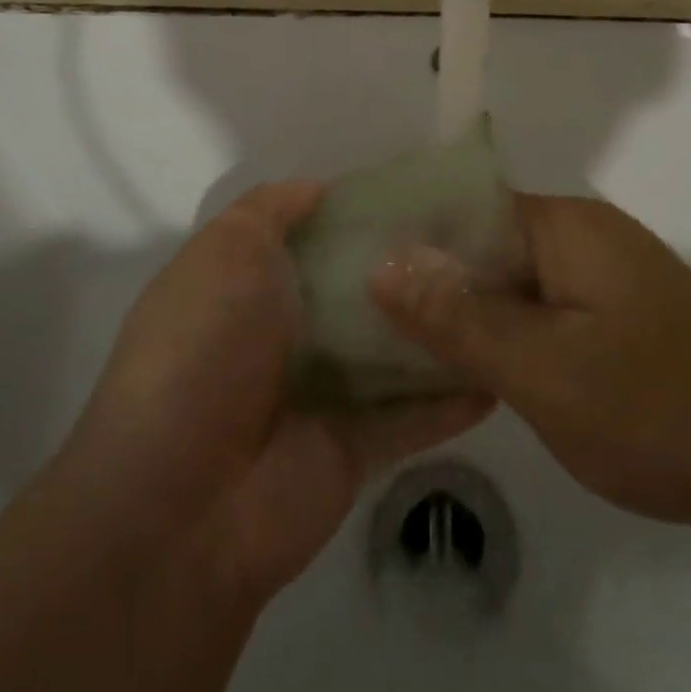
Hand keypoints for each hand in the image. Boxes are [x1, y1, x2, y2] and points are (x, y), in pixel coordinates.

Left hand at [66, 182, 491, 605]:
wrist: (182, 503)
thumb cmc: (203, 349)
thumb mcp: (225, 253)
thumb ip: (269, 212)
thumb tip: (317, 188)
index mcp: (249, 286)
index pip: (315, 236)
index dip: (360, 212)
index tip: (419, 190)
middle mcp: (285, 336)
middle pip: (360, 290)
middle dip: (410, 264)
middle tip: (482, 234)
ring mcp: (322, 395)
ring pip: (393, 349)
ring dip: (438, 326)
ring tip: (508, 289)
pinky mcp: (355, 448)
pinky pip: (414, 416)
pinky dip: (452, 396)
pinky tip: (502, 369)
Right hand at [371, 193, 690, 528]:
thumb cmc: (659, 409)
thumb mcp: (544, 369)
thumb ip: (460, 316)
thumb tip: (381, 262)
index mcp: (563, 226)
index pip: (461, 207)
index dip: (405, 237)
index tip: (345, 272)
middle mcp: (580, 237)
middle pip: (481, 244)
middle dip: (426, 281)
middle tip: (357, 323)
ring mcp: (600, 279)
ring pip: (507, 284)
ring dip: (461, 313)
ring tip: (392, 349)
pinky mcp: (614, 320)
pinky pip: (536, 313)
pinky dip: (499, 336)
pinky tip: (462, 370)